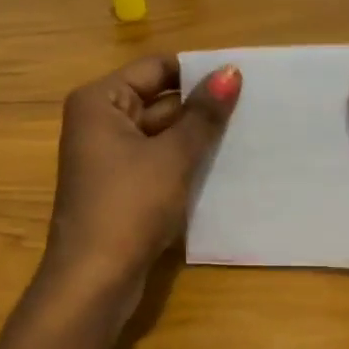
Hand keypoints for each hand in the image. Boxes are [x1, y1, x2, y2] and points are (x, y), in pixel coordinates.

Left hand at [42, 54, 241, 302]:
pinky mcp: (122, 186)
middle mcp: (100, 122)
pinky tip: (224, 163)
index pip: (156, 68)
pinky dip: (185, 160)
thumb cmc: (129, 206)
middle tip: (254, 105)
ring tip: (248, 130)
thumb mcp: (173, 156)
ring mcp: (109, 156)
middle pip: (159, 99)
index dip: (198, 71)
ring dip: (197, 135)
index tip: (242, 78)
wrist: (94, 280)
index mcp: (100, 101)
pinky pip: (158, 160)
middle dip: (201, 106)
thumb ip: (203, 114)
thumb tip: (231, 72)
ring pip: (162, 133)